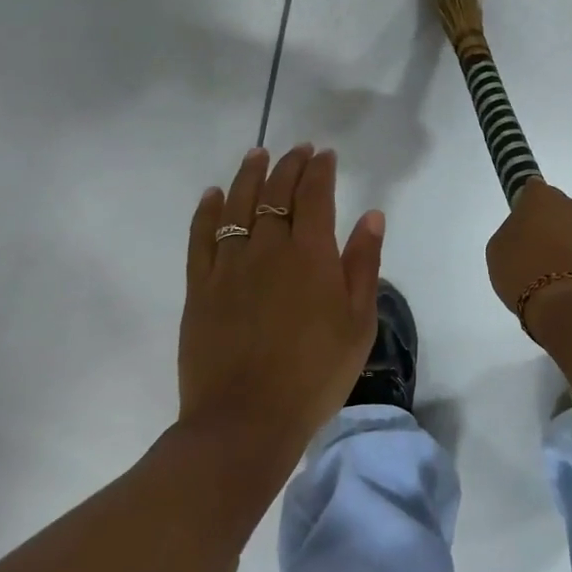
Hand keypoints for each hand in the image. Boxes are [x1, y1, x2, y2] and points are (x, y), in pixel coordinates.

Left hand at [179, 145, 384, 449]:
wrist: (246, 421)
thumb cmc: (315, 374)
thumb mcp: (358, 323)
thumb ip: (363, 264)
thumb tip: (371, 215)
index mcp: (311, 255)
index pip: (314, 195)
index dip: (319, 170)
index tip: (324, 155)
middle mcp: (268, 249)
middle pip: (277, 193)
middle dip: (289, 165)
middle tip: (297, 150)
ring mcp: (229, 266)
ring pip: (238, 205)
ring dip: (249, 175)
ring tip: (257, 155)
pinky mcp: (200, 287)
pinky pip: (201, 237)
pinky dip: (207, 210)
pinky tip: (213, 194)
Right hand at [485, 181, 571, 331]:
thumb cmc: (525, 275)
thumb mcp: (498, 252)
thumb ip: (513, 232)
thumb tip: (526, 230)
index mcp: (546, 200)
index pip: (534, 190)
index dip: (529, 209)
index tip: (524, 228)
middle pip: (570, 212)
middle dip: (562, 228)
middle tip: (547, 257)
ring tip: (569, 283)